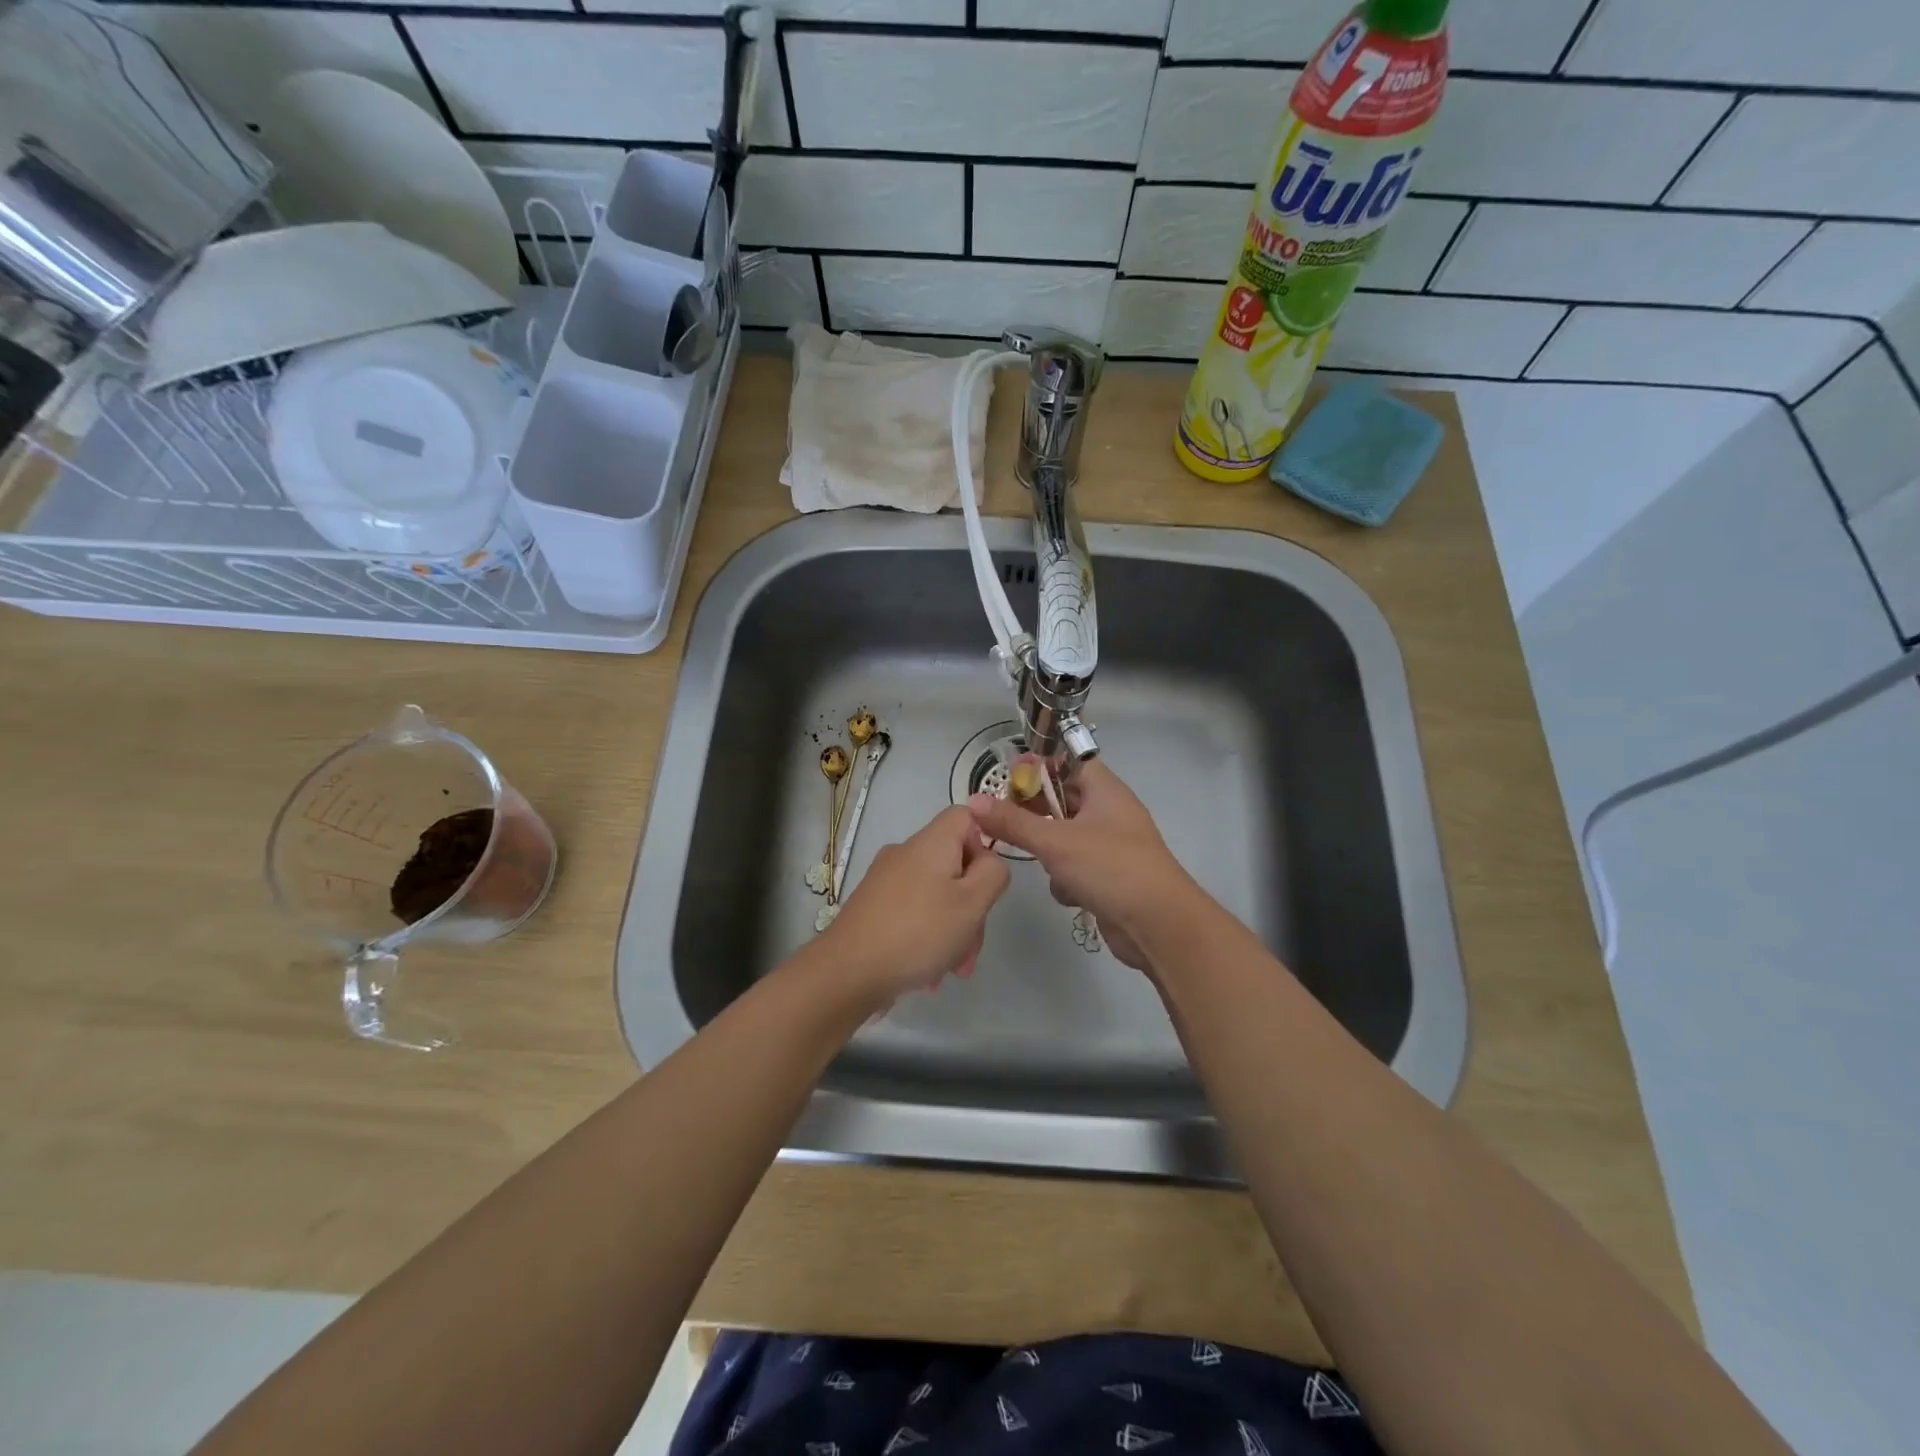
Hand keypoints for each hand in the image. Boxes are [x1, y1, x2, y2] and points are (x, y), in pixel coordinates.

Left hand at [814, 805, 1010, 1006]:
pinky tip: (928, 973)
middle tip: (972, 946)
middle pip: (954, 863)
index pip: (966, 816)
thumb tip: (988, 862)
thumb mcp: (972, 903)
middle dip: (971, 905)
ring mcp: (885, 880)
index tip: (986, 882)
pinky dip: (927, 937)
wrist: (847, 971)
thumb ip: (993, 874)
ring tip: (952, 969)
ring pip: (936, 894)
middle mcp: (906, 852)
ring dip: (952, 930)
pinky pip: (913, 912)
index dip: (984, 843)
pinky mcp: (872, 906)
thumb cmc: (918, 932)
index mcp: (931, 842)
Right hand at [967, 759, 1199, 972]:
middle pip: (1061, 800)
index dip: (1039, 766)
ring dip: (1049, 852)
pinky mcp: (1108, 878)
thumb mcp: (1056, 841)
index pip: (1068, 761)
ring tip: (1042, 863)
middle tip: (1006, 822)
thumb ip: (1013, 822)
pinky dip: (1066, 880)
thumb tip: (973, 801)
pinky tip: (1069, 895)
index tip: (1008, 781)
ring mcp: (1110, 847)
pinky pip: (1074, 868)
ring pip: (1063, 837)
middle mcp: (1109, 813)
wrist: (1160, 926)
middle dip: (1035, 814)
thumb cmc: (1111, 868)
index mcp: (1105, 790)